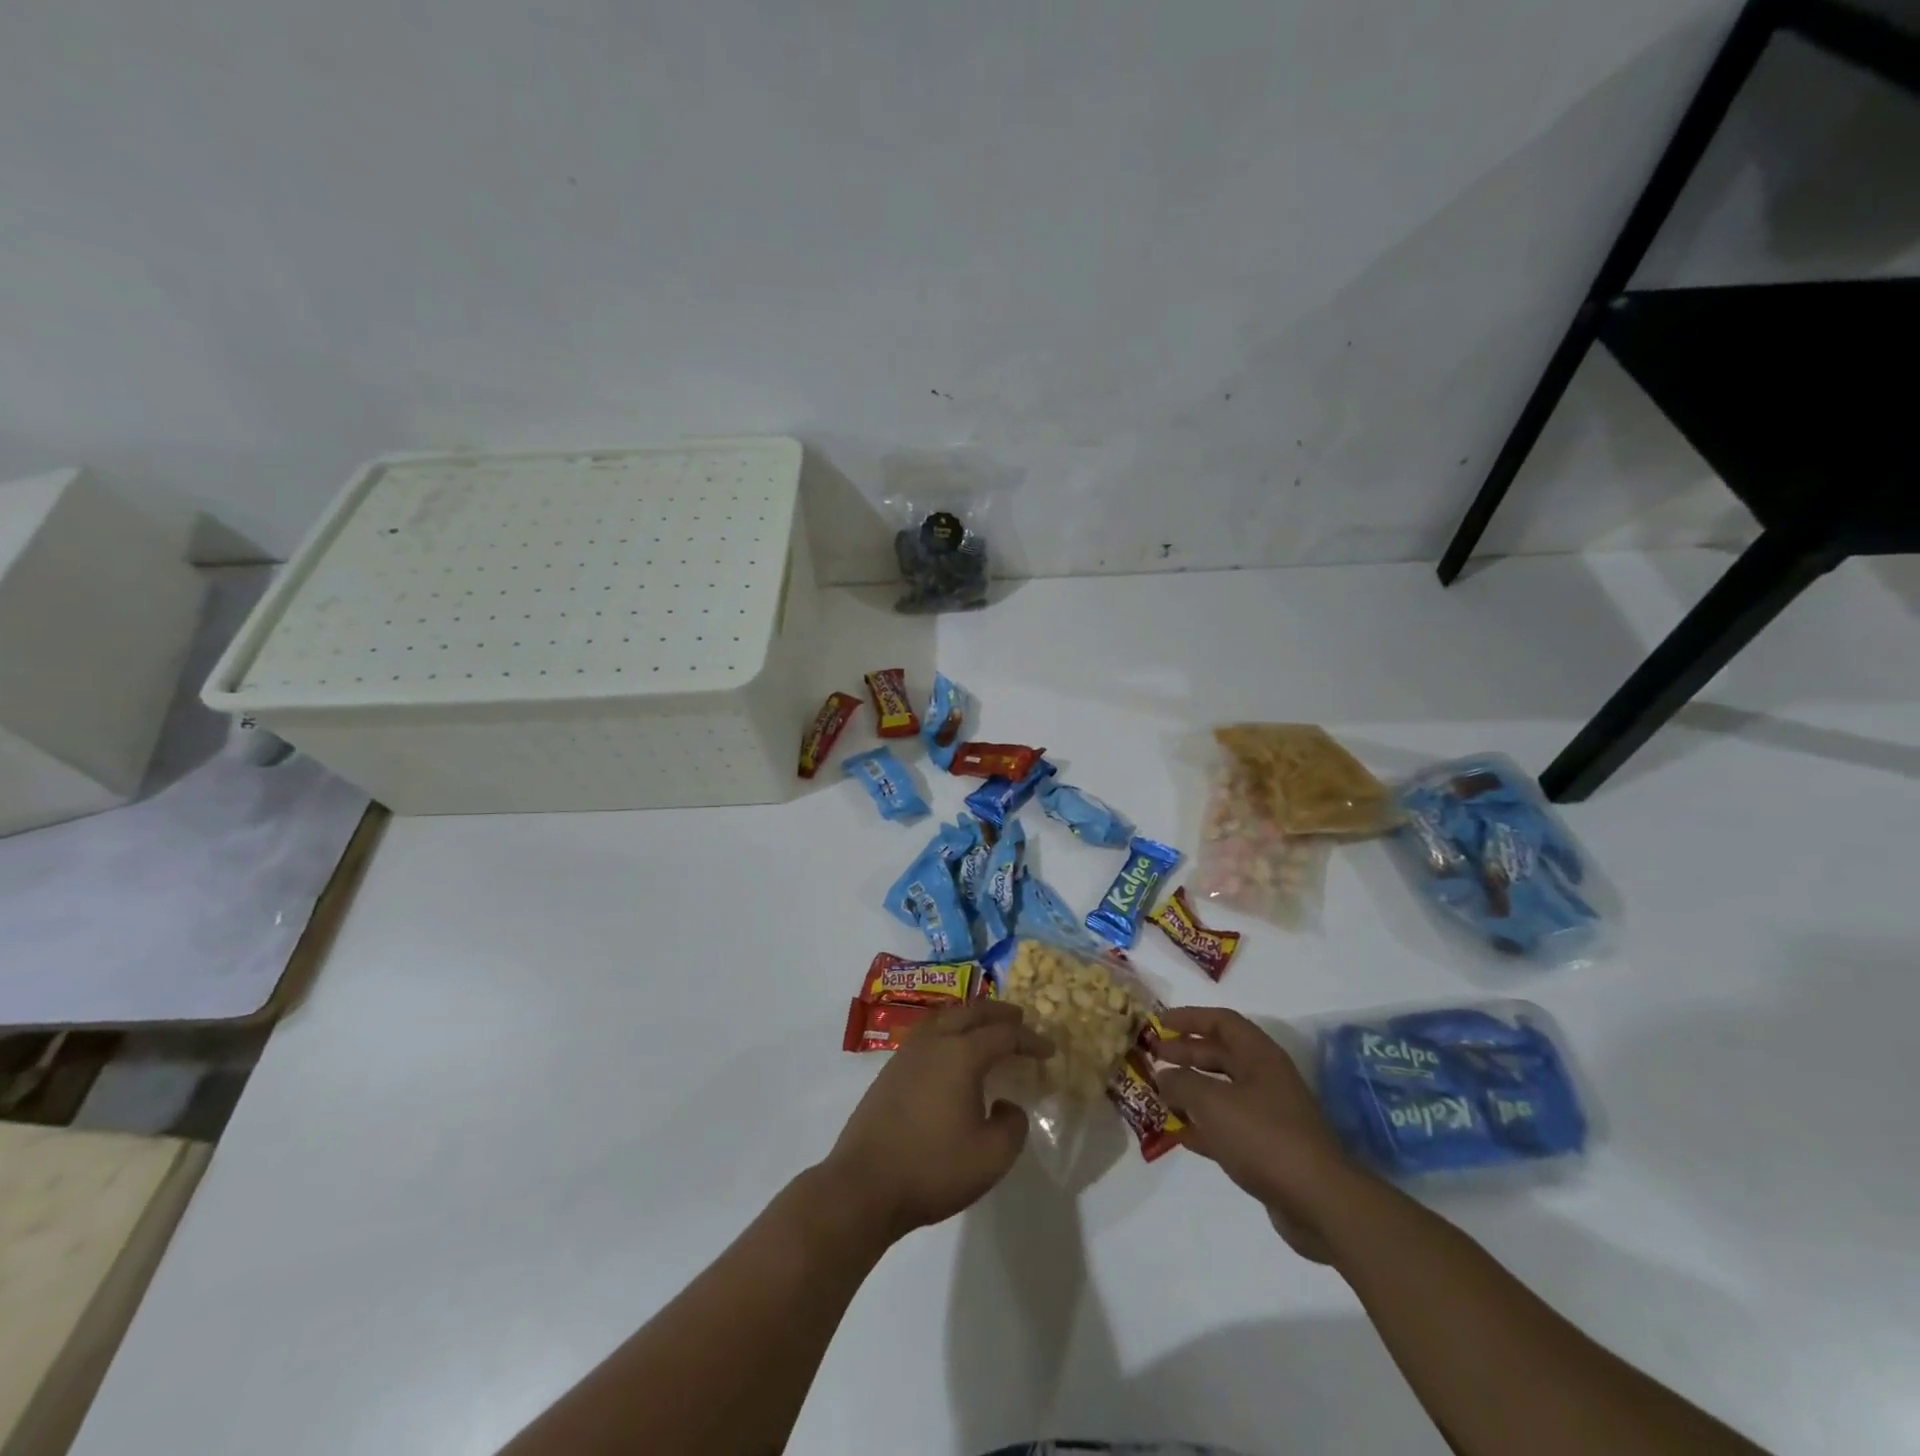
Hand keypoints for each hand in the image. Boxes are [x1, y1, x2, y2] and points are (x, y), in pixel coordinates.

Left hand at [821, 999, 1053, 1241]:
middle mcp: (934, 1043)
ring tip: (986, 1027)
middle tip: (1020, 1018)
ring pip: (945, 1017)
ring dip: (970, 1016)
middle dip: (999, 1013)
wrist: (864, 1185)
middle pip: (971, 1012)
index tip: (1049, 1050)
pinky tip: (952, 1051)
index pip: (1004, 1034)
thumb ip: (1013, 1126)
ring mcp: (907, 1053)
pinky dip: (949, 1030)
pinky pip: (928, 1033)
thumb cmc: (932, 1169)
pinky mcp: (890, 1070)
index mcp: (961, 1055)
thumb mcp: (991, 1157)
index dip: (1030, 1039)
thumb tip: (1007, 1105)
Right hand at [1155, 1007, 1366, 1261]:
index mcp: (1260, 1056)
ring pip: (1223, 1091)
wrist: (1319, 1201)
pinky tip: (1180, 1133)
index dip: (1189, 1018)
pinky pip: (1229, 1126)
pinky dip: (1204, 1125)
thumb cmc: (1264, 1137)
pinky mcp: (1269, 1148)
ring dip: (1192, 1090)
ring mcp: (1270, 1114)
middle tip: (1154, 1058)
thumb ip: (1182, 1083)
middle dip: (1186, 1053)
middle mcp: (1266, 1078)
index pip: (1221, 1022)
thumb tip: (1163, 1076)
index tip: (1160, 1023)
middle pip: (1221, 1055)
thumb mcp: (1213, 1103)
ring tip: (1160, 1093)